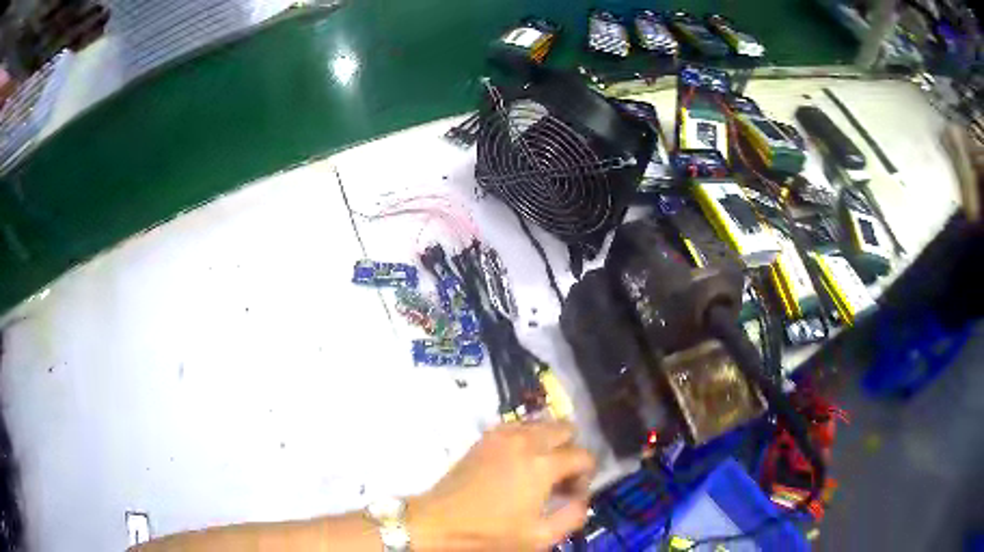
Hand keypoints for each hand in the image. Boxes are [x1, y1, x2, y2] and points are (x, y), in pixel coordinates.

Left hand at [407, 421, 596, 550]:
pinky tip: (518, 463)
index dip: (586, 475)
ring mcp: (502, 434)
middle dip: (571, 451)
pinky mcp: (484, 437)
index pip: (583, 455)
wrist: (439, 523)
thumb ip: (573, 516)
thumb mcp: (540, 536)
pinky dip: (527, 438)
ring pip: (541, 423)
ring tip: (539, 472)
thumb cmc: (491, 533)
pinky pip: (518, 426)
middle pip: (565, 428)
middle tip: (560, 479)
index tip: (573, 495)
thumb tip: (581, 499)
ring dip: (549, 443)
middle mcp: (525, 440)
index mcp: (542, 464)